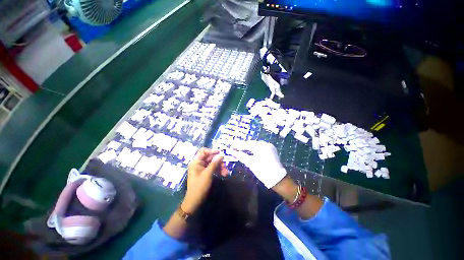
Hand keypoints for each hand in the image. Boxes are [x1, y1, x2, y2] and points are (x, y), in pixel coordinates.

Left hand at [182, 148, 227, 213]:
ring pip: (212, 163)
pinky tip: (223, 174)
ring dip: (220, 166)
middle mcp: (198, 163)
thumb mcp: (208, 174)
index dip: (212, 151)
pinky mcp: (205, 173)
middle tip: (225, 165)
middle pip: (210, 158)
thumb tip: (221, 155)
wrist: (195, 201)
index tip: (220, 153)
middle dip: (218, 161)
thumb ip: (215, 163)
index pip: (204, 151)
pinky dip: (218, 170)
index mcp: (196, 162)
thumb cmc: (200, 186)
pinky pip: (212, 168)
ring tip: (226, 173)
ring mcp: (202, 168)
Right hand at [230, 141, 286, 188]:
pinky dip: (254, 148)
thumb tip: (232, 152)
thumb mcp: (250, 163)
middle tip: (235, 147)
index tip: (231, 146)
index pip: (246, 144)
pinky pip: (260, 146)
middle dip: (242, 145)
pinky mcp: (271, 149)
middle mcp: (265, 143)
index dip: (237, 145)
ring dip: (248, 146)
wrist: (278, 178)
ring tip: (241, 148)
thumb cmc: (263, 170)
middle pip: (251, 143)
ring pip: (255, 144)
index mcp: (259, 146)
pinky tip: (250, 150)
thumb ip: (241, 156)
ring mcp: (269, 146)